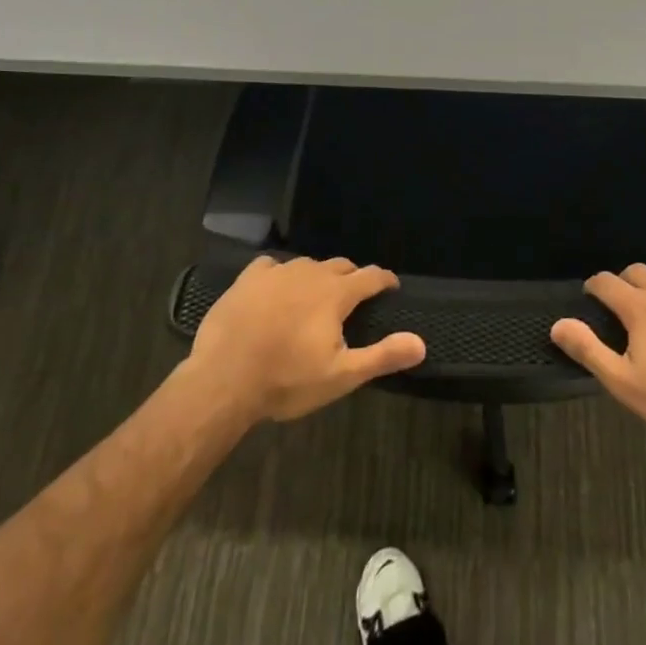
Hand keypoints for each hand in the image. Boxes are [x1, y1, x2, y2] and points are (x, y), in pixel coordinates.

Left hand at [187, 255, 424, 423]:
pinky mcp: (248, 279)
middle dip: (353, 277)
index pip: (370, 276)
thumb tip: (422, 343)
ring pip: (308, 264)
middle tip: (355, 296)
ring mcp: (276, 273)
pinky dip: (282, 273)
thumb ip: (382, 356)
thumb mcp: (341, 376)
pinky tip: (277, 287)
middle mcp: (310, 273)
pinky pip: (272, 265)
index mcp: (335, 294)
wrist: (223, 380)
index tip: (391, 287)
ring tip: (318, 294)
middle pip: (340, 265)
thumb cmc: (287, 380)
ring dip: (319, 275)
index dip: (385, 280)